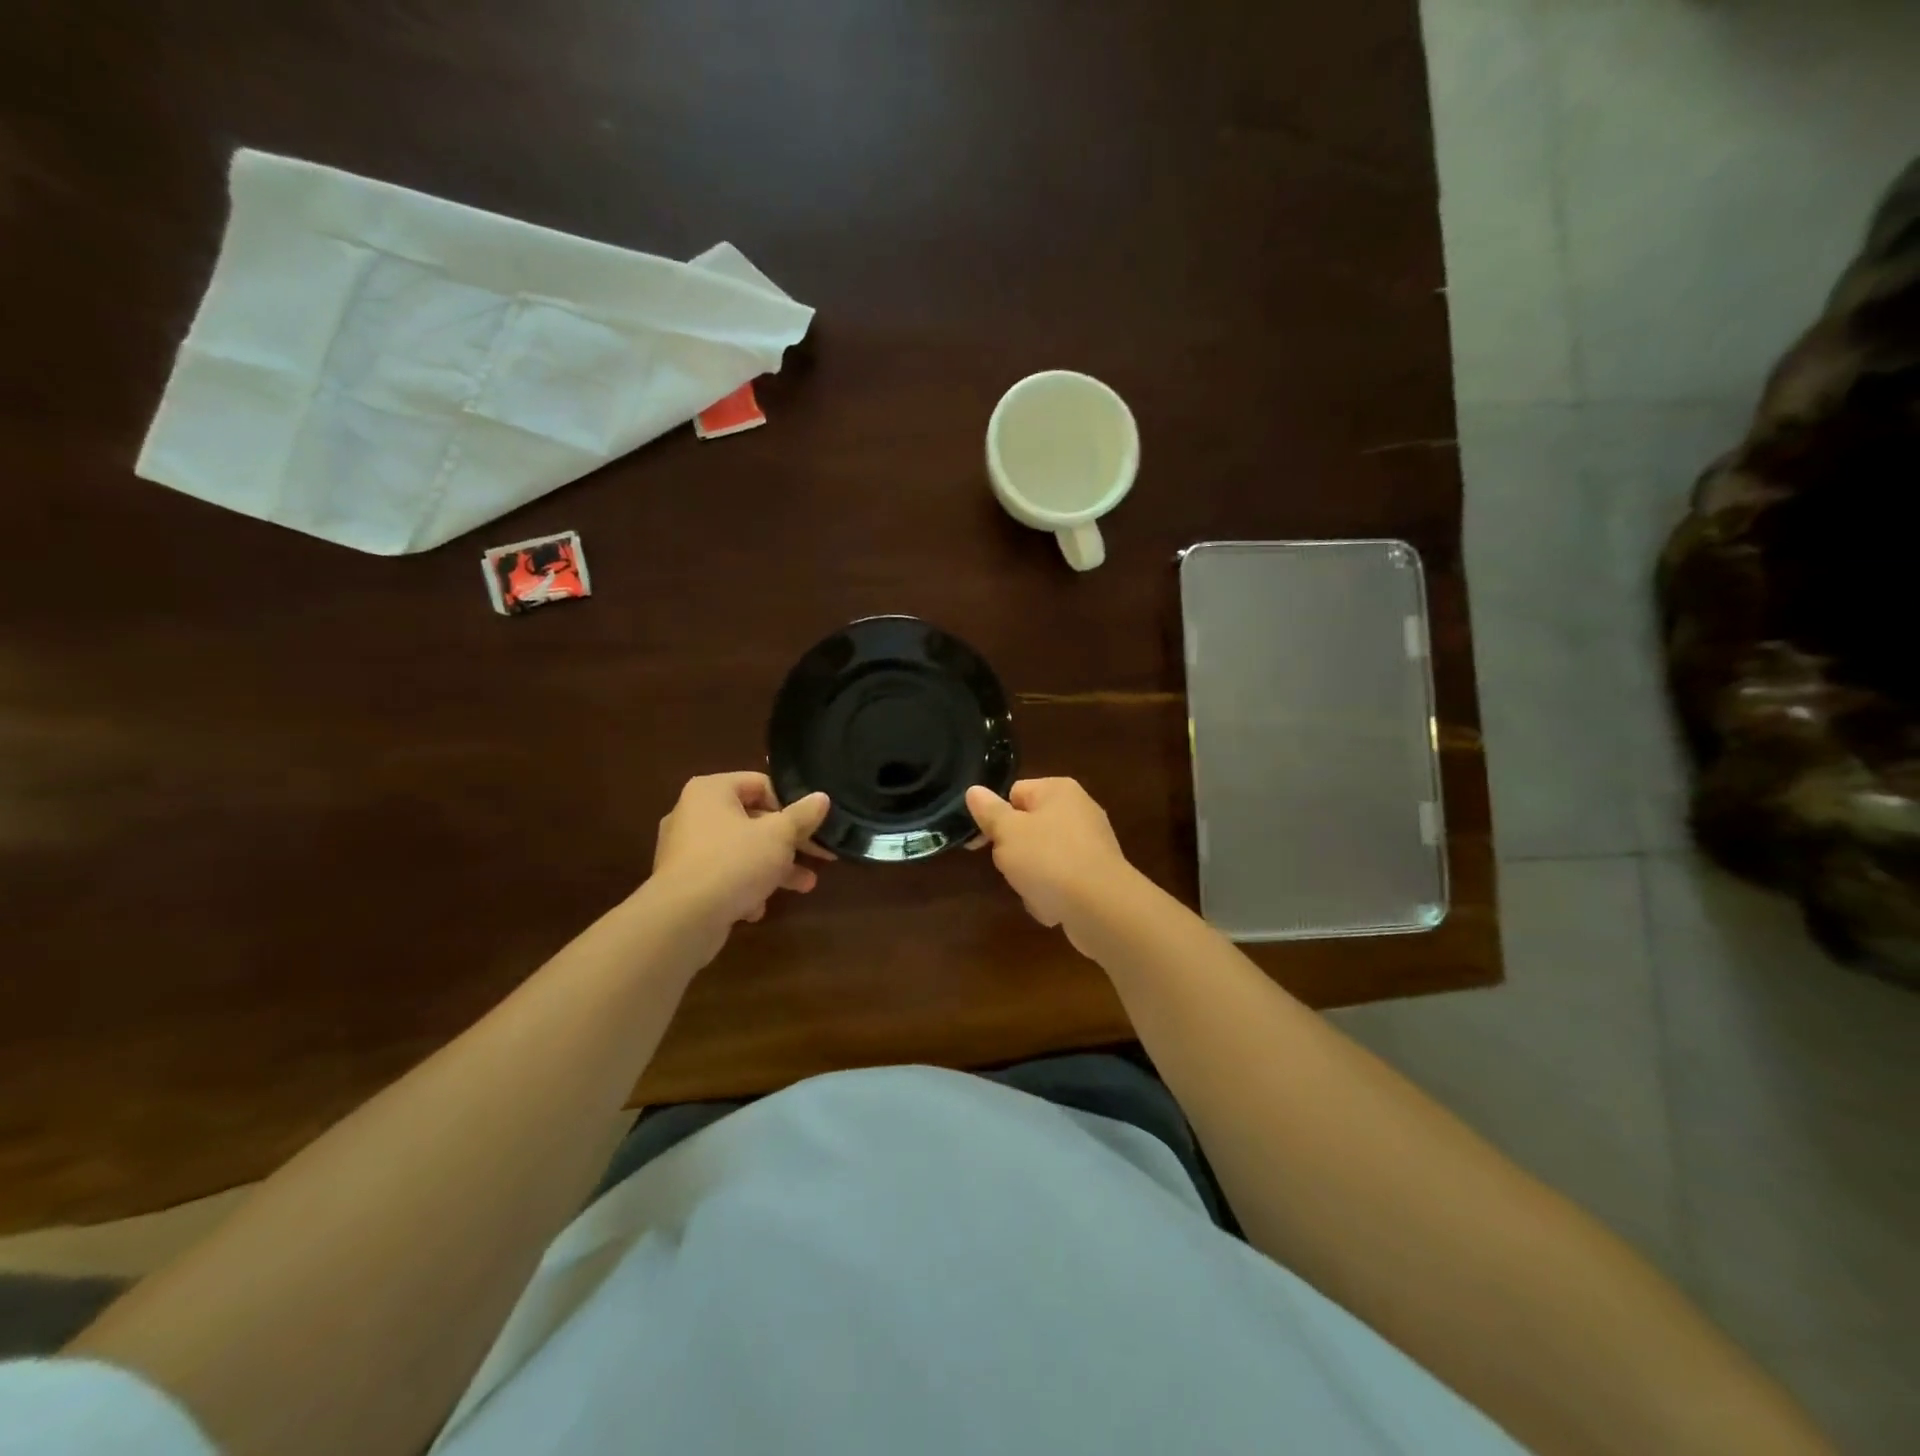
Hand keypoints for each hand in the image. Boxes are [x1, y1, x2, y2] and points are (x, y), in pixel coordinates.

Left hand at [649, 773, 831, 961]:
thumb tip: (821, 798)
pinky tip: (757, 907)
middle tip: (819, 857)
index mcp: (711, 791)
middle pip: (753, 820)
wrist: (682, 920)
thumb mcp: (779, 836)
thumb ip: (803, 816)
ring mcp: (685, 850)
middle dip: (788, 842)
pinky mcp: (684, 882)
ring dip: (774, 867)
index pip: (760, 784)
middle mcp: (693, 814)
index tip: (812, 826)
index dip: (791, 804)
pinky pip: (723, 876)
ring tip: (805, 886)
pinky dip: (744, 887)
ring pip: (741, 851)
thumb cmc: (734, 862)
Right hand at [965, 778, 1138, 948]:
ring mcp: (1092, 843)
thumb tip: (974, 790)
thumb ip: (989, 811)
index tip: (983, 842)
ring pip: (1043, 857)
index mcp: (1058, 790)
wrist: (1101, 907)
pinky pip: (1063, 880)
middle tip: (1011, 867)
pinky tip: (1052, 907)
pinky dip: (1053, 893)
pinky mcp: (1098, 874)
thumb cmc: (1048, 859)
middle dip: (1015, 851)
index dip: (995, 817)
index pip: (1015, 793)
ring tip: (1033, 892)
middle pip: (1029, 827)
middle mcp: (1079, 810)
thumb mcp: (1007, 833)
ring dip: (1031, 877)